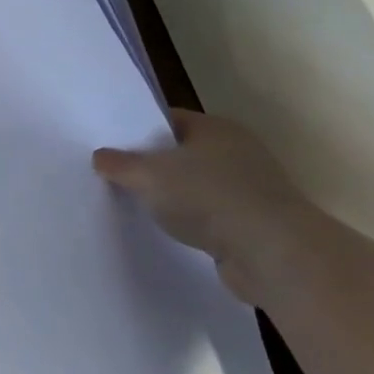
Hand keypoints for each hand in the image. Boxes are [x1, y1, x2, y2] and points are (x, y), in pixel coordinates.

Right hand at [92, 109, 316, 295]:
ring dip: (173, 196)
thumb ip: (119, 164)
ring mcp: (250, 188)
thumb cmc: (208, 198)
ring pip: (197, 185)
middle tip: (116, 177)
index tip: (110, 146)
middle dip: (152, 165)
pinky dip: (192, 221)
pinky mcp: (255, 223)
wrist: (272, 253)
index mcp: (216, 128)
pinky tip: (170, 231)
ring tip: (137, 206)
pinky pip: (211, 215)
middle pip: (182, 152)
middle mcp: (237, 151)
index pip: (168, 120)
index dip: (137, 131)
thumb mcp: (148, 176)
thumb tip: (101, 156)